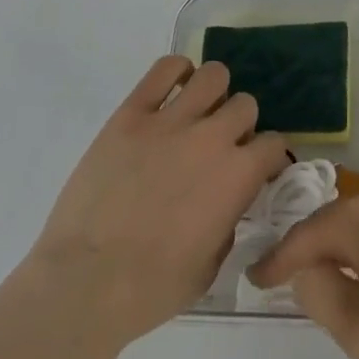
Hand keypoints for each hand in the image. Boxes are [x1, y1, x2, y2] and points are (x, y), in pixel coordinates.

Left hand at [33, 56, 288, 349]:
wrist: (84, 284)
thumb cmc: (151, 289)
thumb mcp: (210, 268)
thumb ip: (229, 222)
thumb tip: (228, 201)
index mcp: (237, 176)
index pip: (274, 144)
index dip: (267, 158)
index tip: (256, 170)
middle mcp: (212, 137)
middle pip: (245, 104)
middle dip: (239, 125)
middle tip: (220, 146)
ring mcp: (171, 121)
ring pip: (213, 76)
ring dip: (213, 93)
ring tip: (198, 113)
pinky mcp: (132, 114)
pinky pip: (164, 70)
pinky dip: (175, 72)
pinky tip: (173, 90)